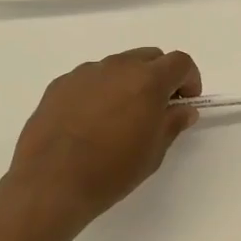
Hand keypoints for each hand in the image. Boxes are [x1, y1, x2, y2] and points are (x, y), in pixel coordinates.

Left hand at [7, 48, 202, 225]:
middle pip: (149, 57)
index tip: (186, 102)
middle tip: (156, 109)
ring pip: (118, 66)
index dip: (189, 79)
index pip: (180, 62)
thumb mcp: (153, 152)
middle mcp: (117, 67)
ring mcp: (85, 73)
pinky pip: (90, 79)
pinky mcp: (60, 84)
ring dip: (128, 82)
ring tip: (119, 118)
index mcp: (147, 80)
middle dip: (160, 77)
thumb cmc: (111, 171)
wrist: (50, 183)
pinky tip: (90, 122)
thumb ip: (172, 123)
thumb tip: (183, 109)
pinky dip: (100, 91)